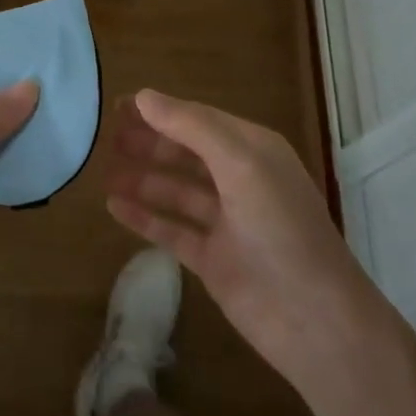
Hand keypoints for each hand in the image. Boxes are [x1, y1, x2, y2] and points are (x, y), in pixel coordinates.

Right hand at [106, 89, 362, 391]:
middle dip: (148, 142)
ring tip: (103, 170)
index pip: (199, 120)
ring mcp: (225, 222)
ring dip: (142, 178)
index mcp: (254, 151)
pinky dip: (144, 217)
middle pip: (185, 153)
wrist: (313, 319)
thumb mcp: (240, 164)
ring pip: (175, 191)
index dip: (159, 111)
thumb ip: (192, 127)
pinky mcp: (212, 259)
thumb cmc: (281, 228)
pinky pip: (171, 230)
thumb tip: (144, 96)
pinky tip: (112, 206)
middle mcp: (240, 181)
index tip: (118, 105)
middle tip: (105, 138)